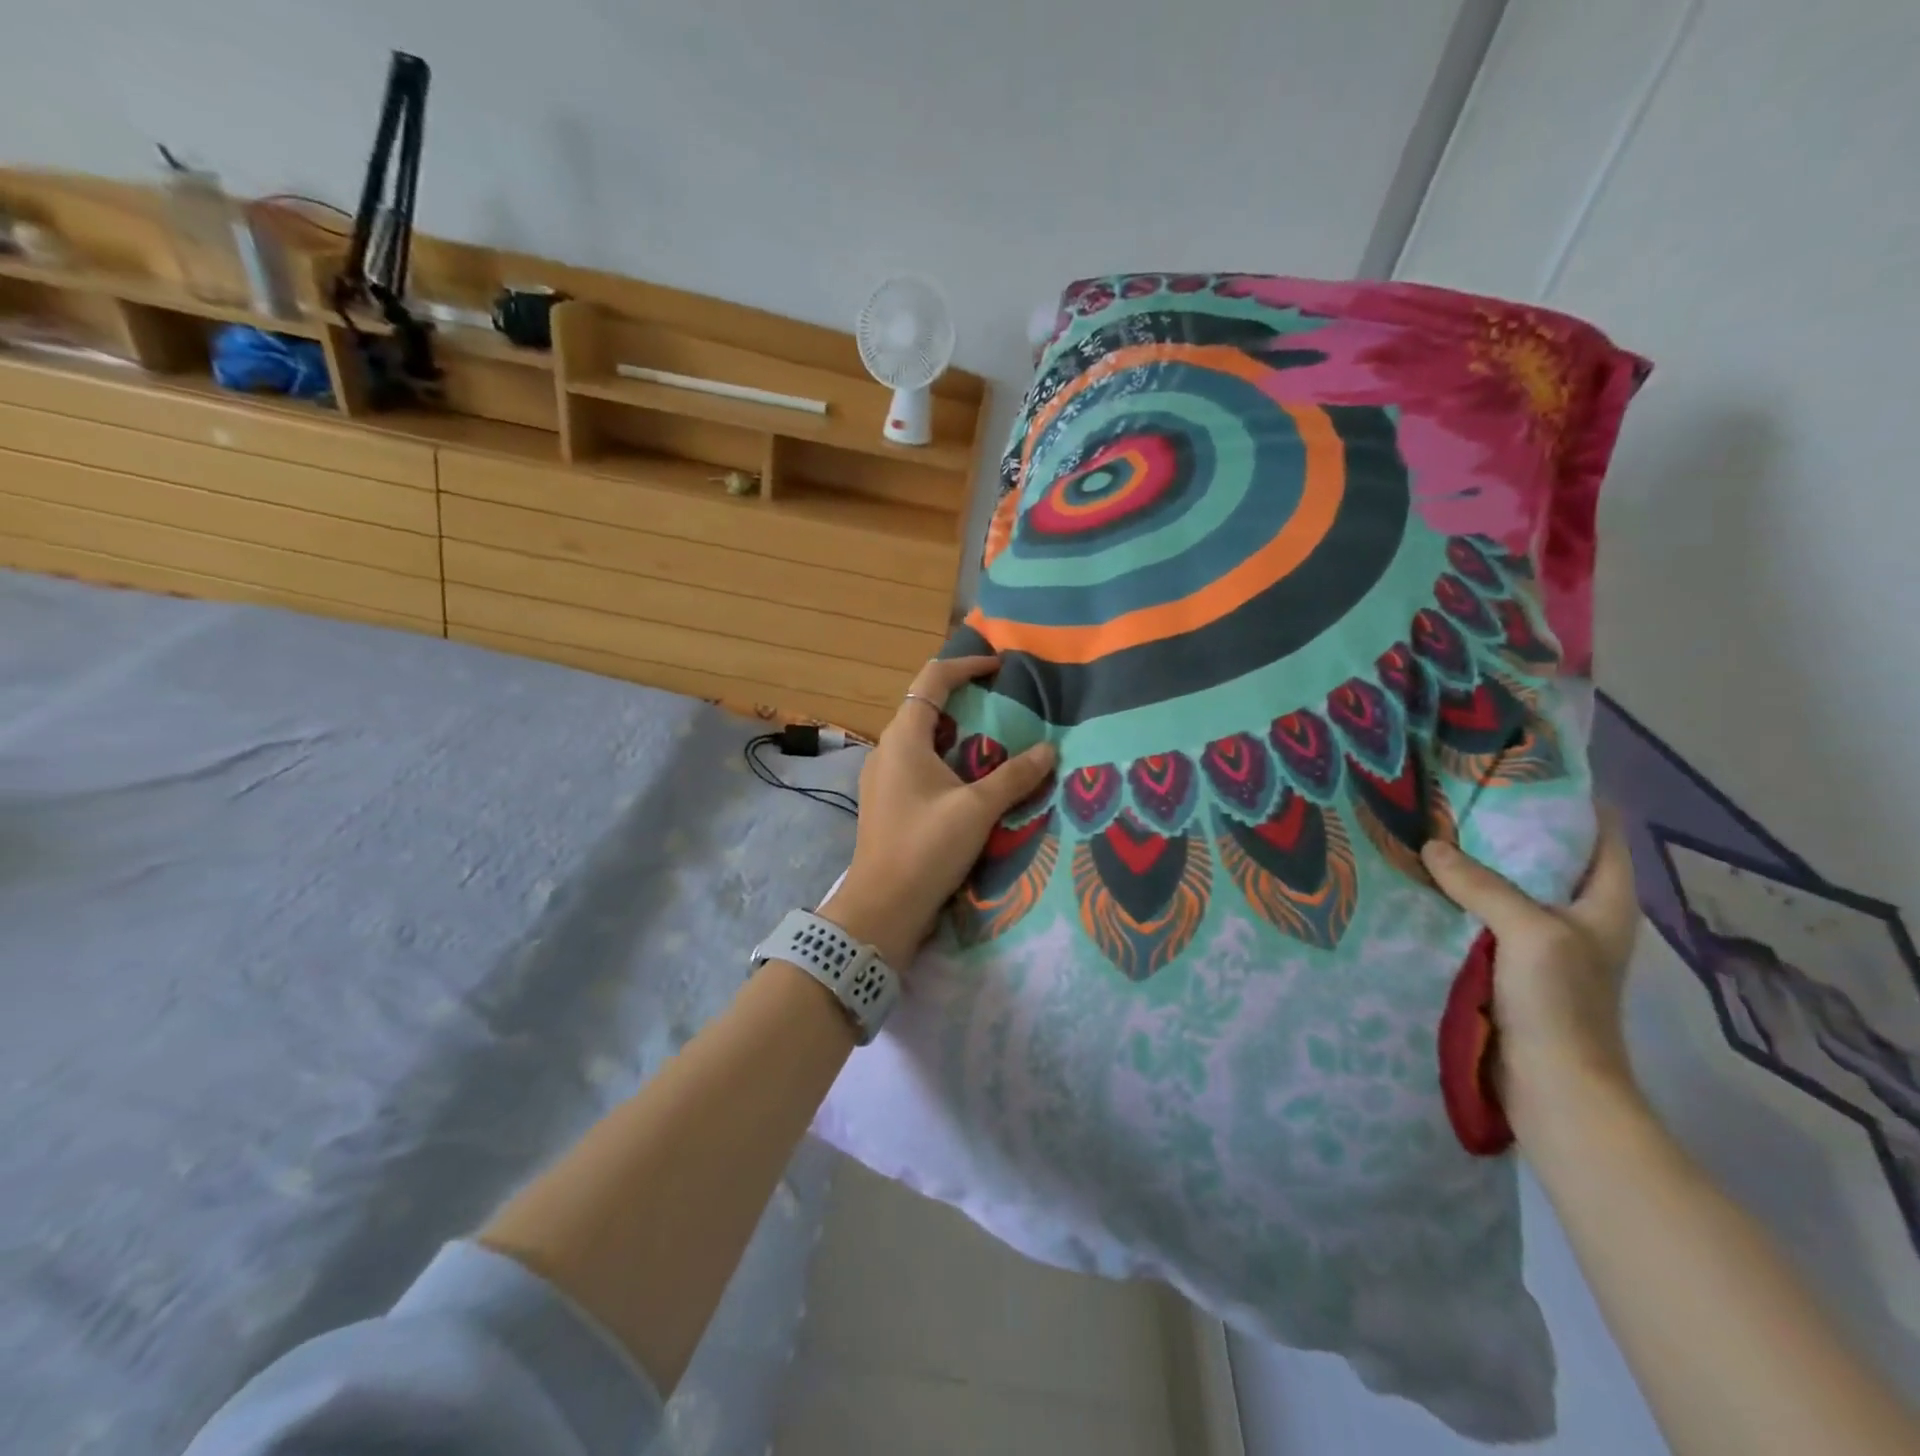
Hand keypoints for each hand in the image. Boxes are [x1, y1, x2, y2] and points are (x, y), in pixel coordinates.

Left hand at [820, 656, 1055, 969]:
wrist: (882, 908)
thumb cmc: (926, 848)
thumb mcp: (977, 810)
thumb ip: (1014, 776)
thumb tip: (1049, 749)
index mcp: (904, 738)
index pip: (933, 679)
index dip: (967, 665)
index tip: (1001, 666)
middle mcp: (888, 749)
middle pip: (927, 706)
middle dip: (967, 700)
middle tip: (1007, 705)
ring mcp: (884, 776)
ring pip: (924, 738)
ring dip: (959, 733)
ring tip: (998, 741)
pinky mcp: (887, 801)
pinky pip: (919, 764)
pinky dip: (948, 760)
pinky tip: (973, 780)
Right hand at [1419, 807, 1642, 1135]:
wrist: (1553, 1086)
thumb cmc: (1561, 1004)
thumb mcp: (1529, 932)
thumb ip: (1483, 885)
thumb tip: (1432, 846)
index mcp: (1604, 903)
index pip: (1600, 834)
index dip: (1572, 798)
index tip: (1523, 768)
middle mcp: (1576, 917)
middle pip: (1546, 857)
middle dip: (1508, 827)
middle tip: (1458, 793)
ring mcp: (1541, 944)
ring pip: (1507, 887)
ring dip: (1476, 865)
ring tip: (1431, 828)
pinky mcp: (1508, 967)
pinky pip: (1481, 918)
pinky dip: (1458, 899)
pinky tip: (1424, 884)